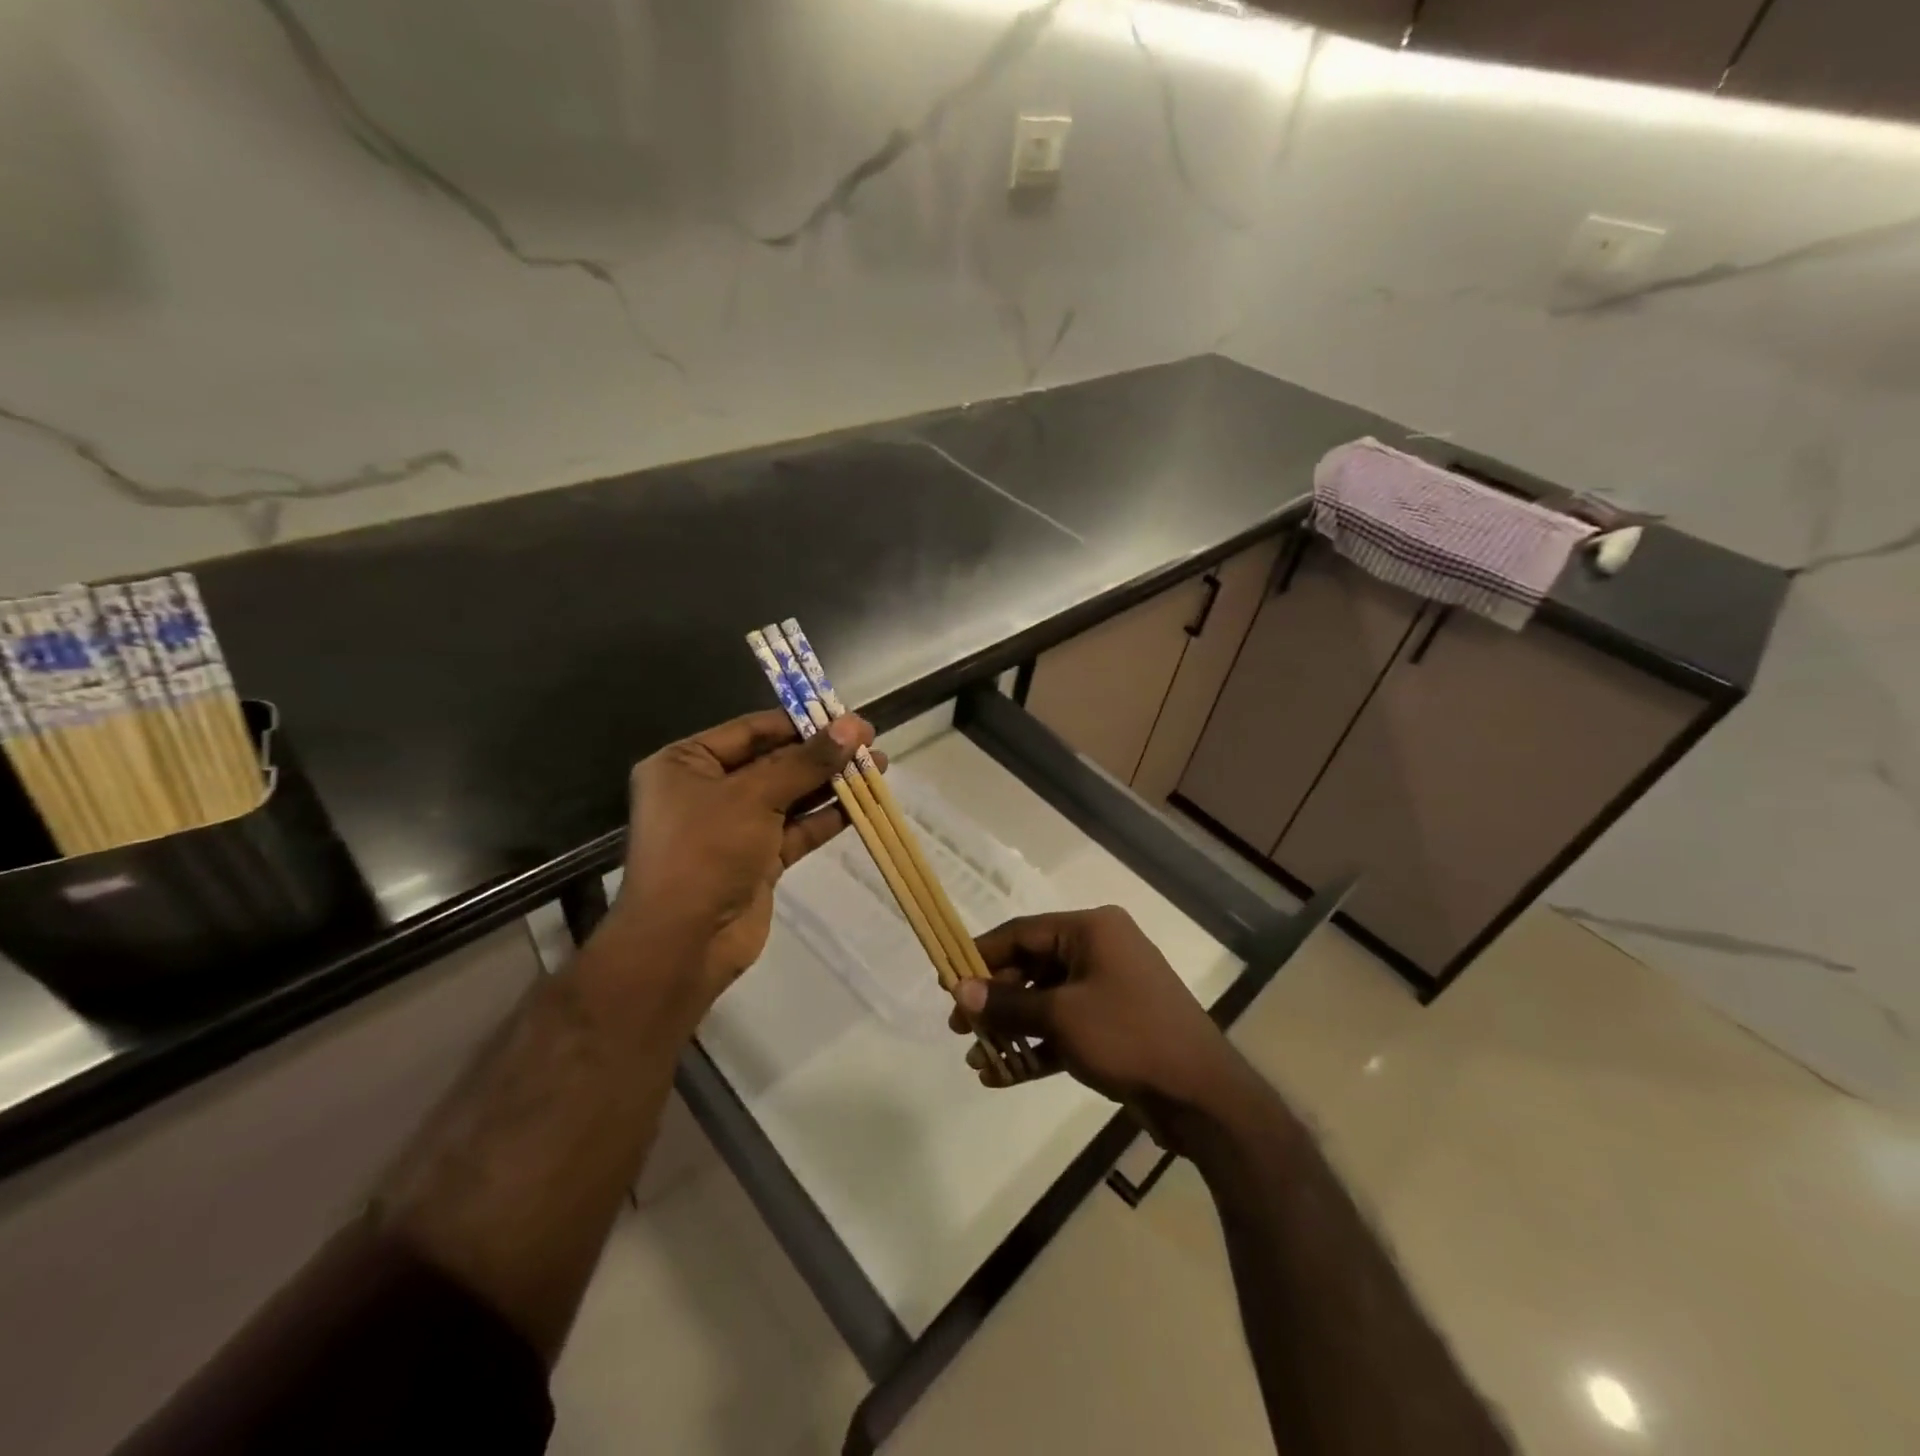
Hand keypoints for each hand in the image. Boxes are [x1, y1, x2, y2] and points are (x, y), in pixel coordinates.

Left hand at [609, 708, 875, 1017]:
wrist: (684, 943)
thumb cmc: (706, 851)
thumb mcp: (755, 796)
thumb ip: (806, 761)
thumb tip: (853, 726)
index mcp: (687, 763)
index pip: (752, 730)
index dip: (801, 722)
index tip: (847, 717)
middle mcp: (708, 790)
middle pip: (774, 761)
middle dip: (822, 753)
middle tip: (870, 741)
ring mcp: (734, 827)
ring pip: (790, 796)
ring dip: (831, 782)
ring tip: (878, 766)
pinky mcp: (757, 859)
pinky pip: (796, 829)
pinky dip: (826, 817)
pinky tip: (862, 804)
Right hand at [951, 906, 1258, 1145]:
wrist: (1202, 1096)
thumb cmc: (1128, 1036)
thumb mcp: (1062, 1017)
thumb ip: (1007, 1004)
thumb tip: (958, 991)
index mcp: (1091, 931)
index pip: (1023, 932)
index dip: (982, 955)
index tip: (947, 980)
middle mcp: (1099, 951)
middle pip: (1032, 967)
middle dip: (994, 1001)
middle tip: (958, 1028)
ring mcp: (1108, 990)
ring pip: (1046, 1002)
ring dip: (1012, 1030)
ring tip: (976, 1059)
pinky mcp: (1113, 1027)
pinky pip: (1064, 1028)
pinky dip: (1036, 1048)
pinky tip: (1002, 1076)